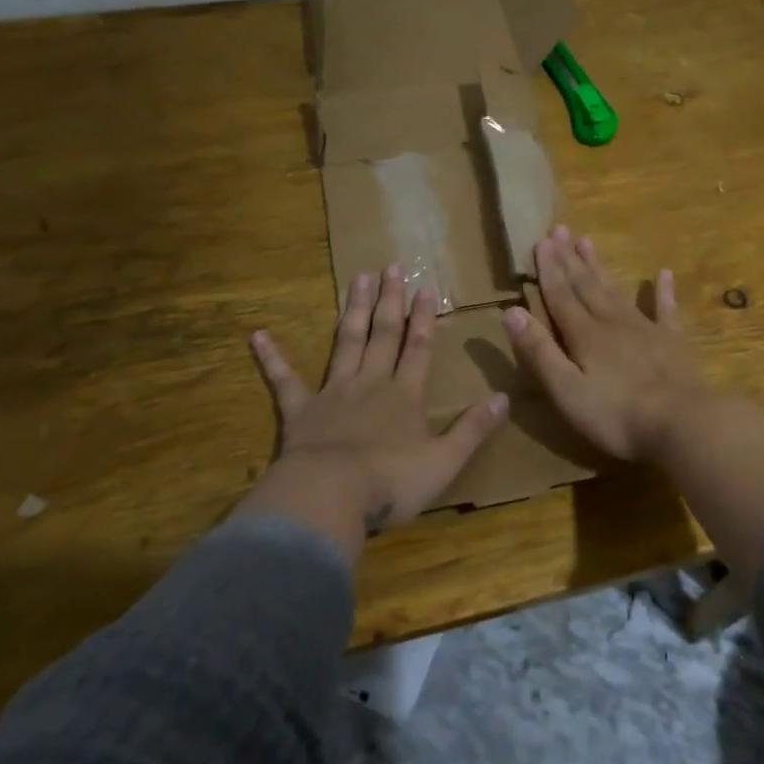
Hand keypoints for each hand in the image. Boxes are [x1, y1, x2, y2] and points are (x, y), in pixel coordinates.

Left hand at [241, 265, 508, 555]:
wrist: (330, 496)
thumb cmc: (392, 482)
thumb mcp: (445, 461)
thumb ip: (474, 428)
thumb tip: (505, 398)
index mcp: (405, 395)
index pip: (418, 347)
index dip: (424, 317)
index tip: (425, 285)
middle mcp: (371, 383)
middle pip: (383, 334)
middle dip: (390, 301)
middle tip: (390, 267)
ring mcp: (333, 393)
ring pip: (346, 342)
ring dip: (353, 310)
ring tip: (357, 279)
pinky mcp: (300, 411)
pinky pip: (284, 380)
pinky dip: (272, 359)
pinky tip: (258, 335)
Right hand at [504, 225, 711, 461]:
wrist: (682, 423)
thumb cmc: (617, 415)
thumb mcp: (567, 390)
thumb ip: (540, 351)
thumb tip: (511, 312)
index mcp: (585, 335)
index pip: (560, 296)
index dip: (548, 270)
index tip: (541, 241)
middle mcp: (612, 322)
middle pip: (586, 286)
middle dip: (570, 259)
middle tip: (559, 229)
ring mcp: (645, 329)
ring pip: (616, 290)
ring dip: (600, 267)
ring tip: (588, 242)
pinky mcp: (673, 342)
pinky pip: (666, 309)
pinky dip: (663, 291)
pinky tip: (664, 273)